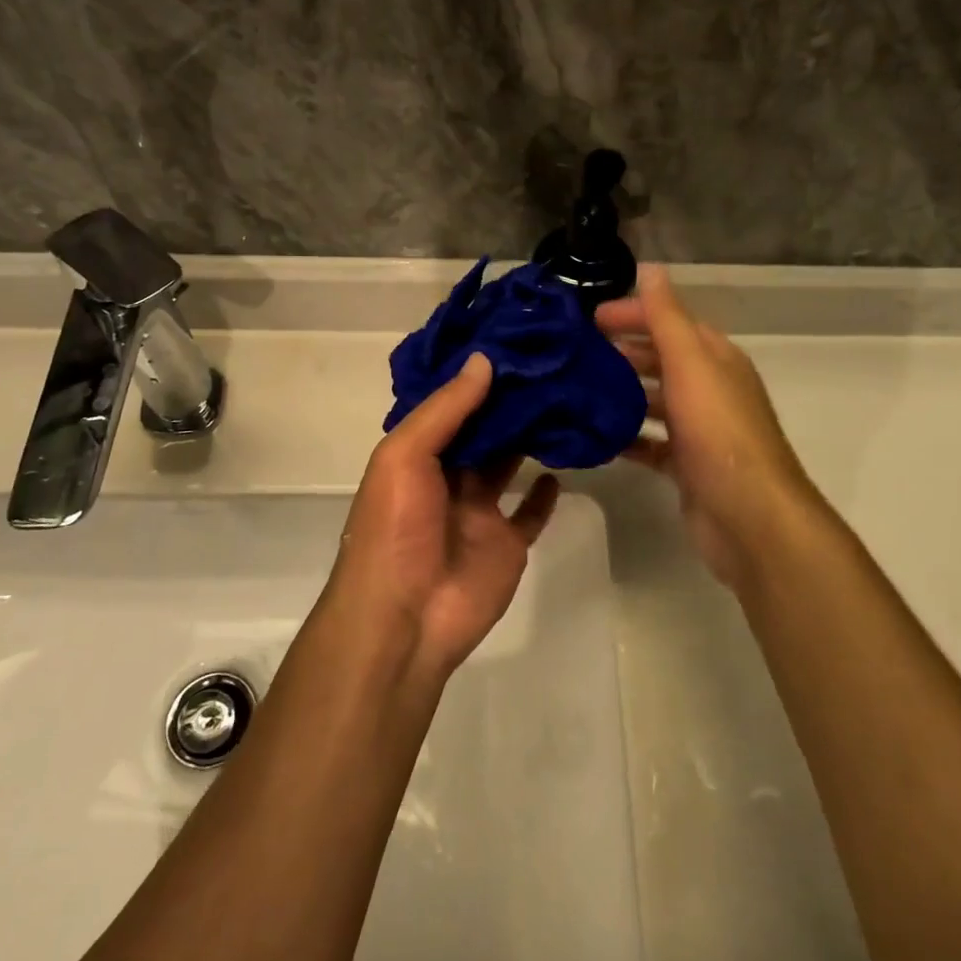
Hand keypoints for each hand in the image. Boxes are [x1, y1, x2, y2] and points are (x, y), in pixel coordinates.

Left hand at [329, 352, 560, 679]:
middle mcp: (447, 477)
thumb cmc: (396, 528)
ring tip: (564, 399)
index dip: (473, 377)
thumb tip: (484, 361)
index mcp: (416, 455)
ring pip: (508, 464)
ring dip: (529, 437)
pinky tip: (563, 465)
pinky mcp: (507, 542)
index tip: (510, 343)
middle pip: (482, 431)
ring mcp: (478, 511)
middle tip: (550, 364)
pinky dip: (544, 493)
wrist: (406, 617)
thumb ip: (445, 409)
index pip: (448, 406)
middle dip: (508, 402)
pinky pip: (529, 513)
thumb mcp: (405, 456)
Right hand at [596, 266, 827, 588]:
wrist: (749, 516)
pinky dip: (626, 437)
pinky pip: (651, 443)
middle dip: (622, 352)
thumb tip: (651, 268)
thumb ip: (667, 318)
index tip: (589, 318)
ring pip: (654, 401)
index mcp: (715, 359)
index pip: (671, 322)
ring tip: (577, 390)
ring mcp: (699, 430)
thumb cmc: (719, 432)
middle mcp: (710, 389)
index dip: (633, 314)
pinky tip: (595, 437)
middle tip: (575, 354)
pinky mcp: (687, 466)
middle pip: (661, 360)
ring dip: (621, 393)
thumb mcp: (691, 364)